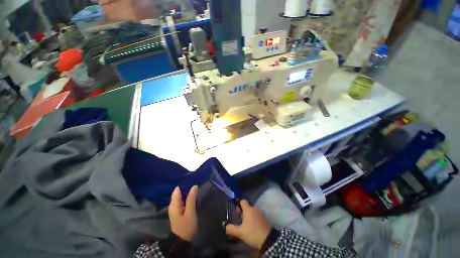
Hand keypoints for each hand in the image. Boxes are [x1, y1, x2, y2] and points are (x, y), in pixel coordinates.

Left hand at [168, 185, 197, 241]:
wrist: (182, 242)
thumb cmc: (186, 227)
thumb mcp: (190, 212)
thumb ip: (191, 198)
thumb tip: (194, 186)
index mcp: (174, 204)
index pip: (177, 189)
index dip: (184, 183)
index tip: (192, 178)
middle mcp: (173, 204)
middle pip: (179, 192)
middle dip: (187, 187)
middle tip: (196, 181)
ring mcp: (176, 208)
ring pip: (182, 196)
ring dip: (188, 192)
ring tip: (196, 186)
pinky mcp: (180, 211)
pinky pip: (183, 200)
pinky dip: (188, 197)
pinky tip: (194, 195)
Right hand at [225, 200, 271, 249]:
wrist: (268, 240)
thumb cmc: (252, 233)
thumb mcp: (240, 233)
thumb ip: (231, 228)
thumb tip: (226, 226)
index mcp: (248, 209)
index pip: (242, 201)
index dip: (239, 205)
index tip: (237, 213)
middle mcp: (255, 208)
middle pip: (247, 207)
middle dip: (243, 213)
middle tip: (241, 222)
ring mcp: (261, 213)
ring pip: (252, 212)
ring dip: (249, 216)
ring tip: (247, 226)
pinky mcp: (265, 218)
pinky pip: (257, 215)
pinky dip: (254, 219)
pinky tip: (253, 228)